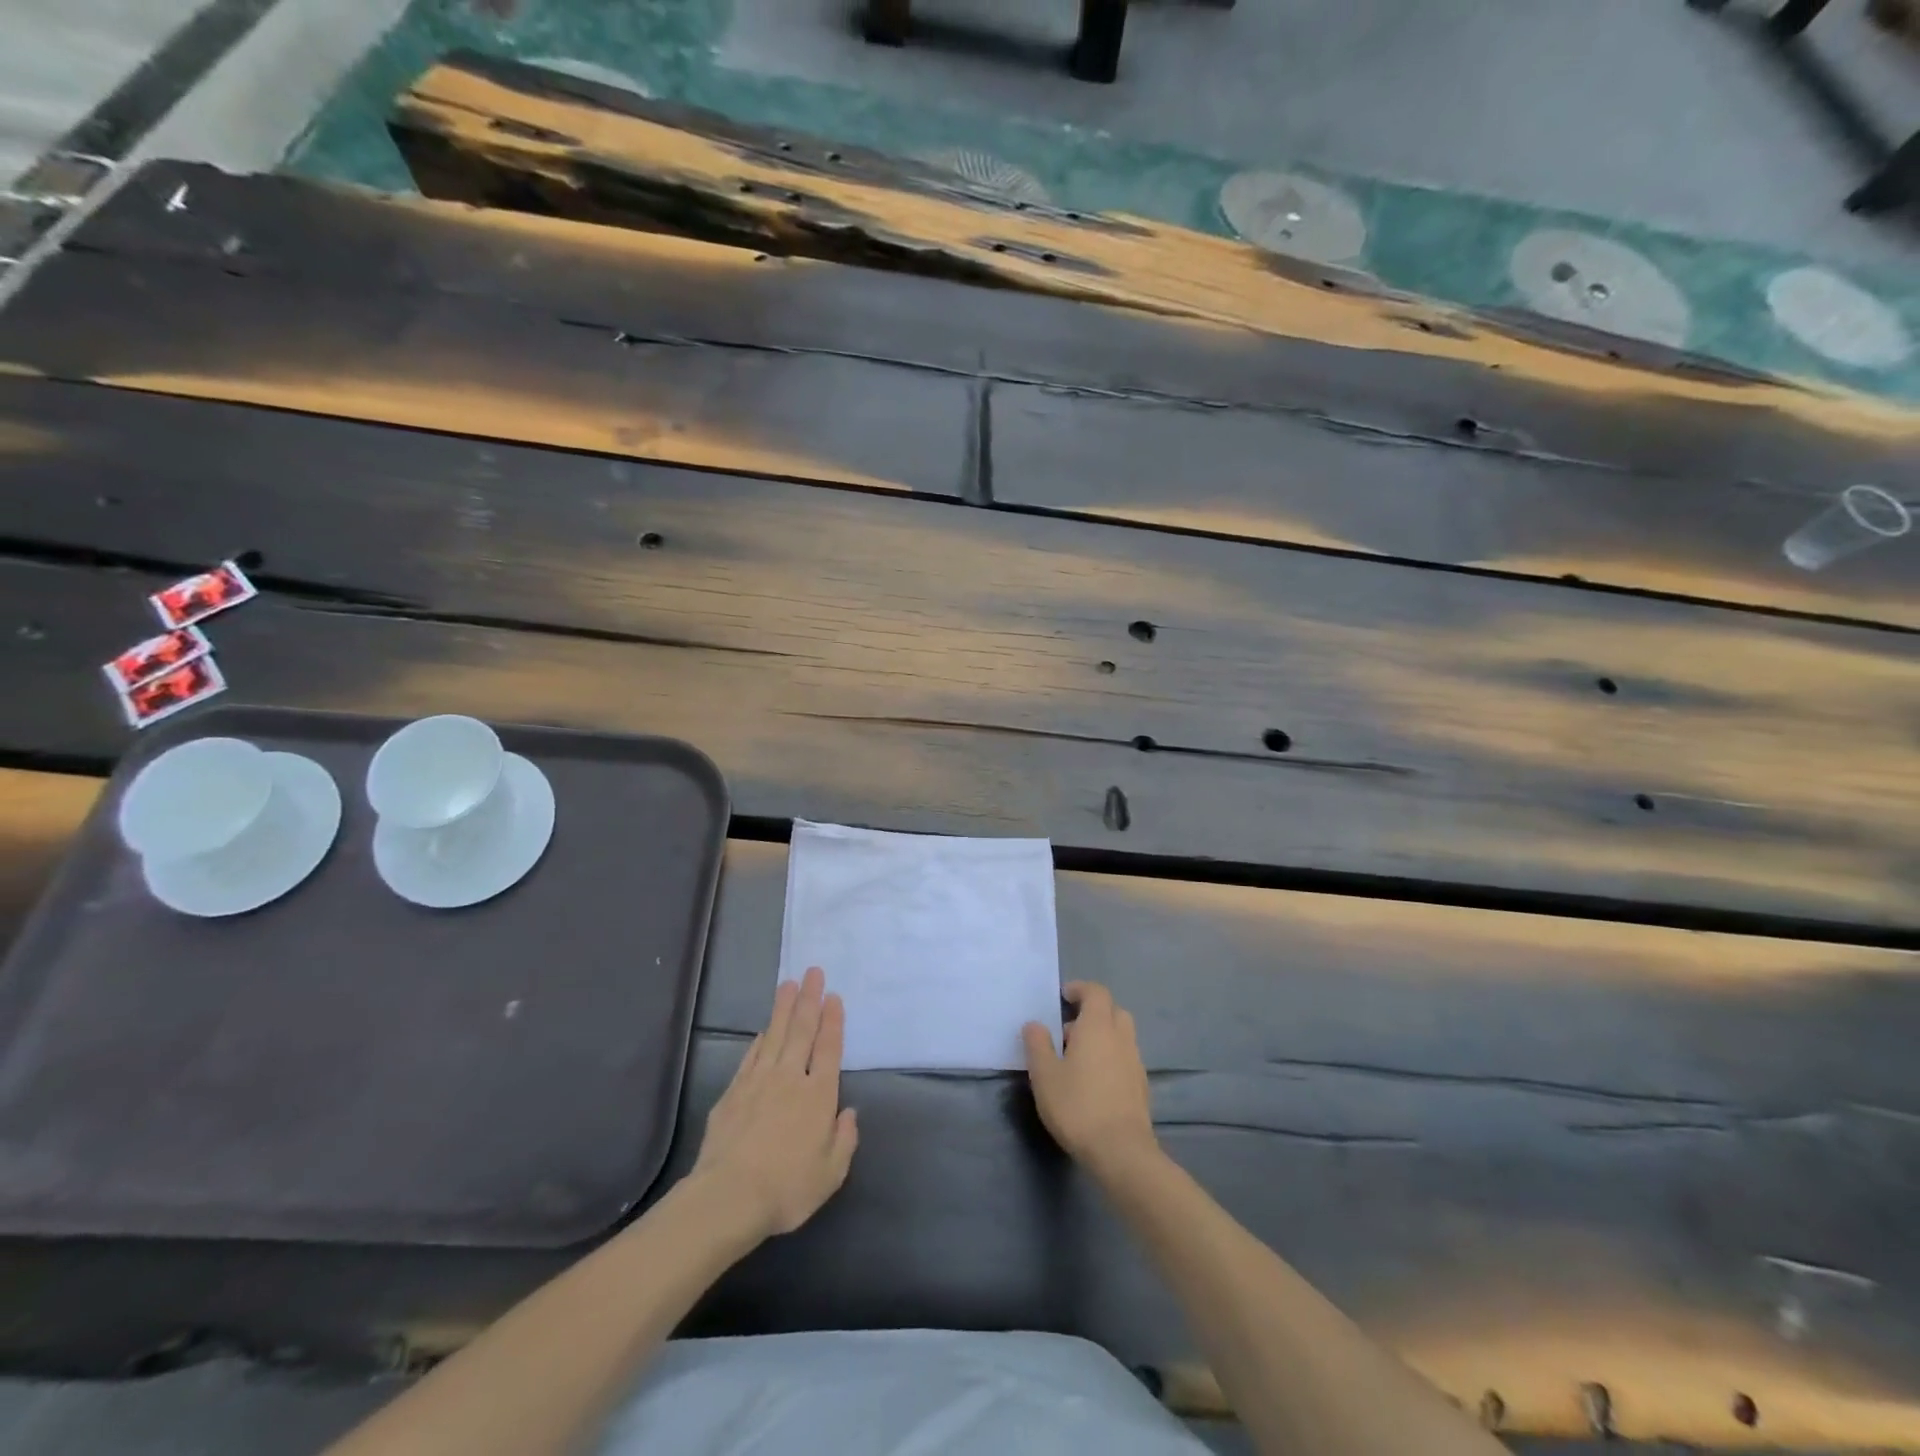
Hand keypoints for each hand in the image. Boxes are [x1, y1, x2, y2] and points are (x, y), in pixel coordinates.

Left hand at [691, 966, 858, 1240]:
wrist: (728, 1197)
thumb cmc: (786, 1189)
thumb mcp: (830, 1173)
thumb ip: (844, 1140)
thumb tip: (849, 1112)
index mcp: (818, 1096)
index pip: (829, 1049)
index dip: (832, 1022)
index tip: (833, 997)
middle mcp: (790, 1079)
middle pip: (802, 1031)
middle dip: (809, 1000)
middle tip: (813, 972)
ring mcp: (759, 1082)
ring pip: (775, 1036)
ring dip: (783, 1008)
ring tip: (789, 983)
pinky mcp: (734, 1092)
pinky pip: (751, 1056)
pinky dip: (760, 1039)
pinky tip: (764, 1029)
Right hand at [1022, 981, 1159, 1176]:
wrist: (1121, 1151)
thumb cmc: (1078, 1106)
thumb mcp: (1045, 1075)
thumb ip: (1037, 1045)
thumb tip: (1035, 1024)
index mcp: (1097, 1026)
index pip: (1096, 992)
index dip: (1080, 989)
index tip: (1063, 997)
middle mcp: (1121, 1037)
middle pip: (1112, 1011)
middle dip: (1092, 1013)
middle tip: (1068, 1031)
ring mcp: (1135, 1061)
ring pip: (1121, 1035)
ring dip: (1102, 1036)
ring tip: (1078, 1059)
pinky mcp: (1141, 1086)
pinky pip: (1125, 1057)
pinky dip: (1111, 1057)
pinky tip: (1094, 1081)